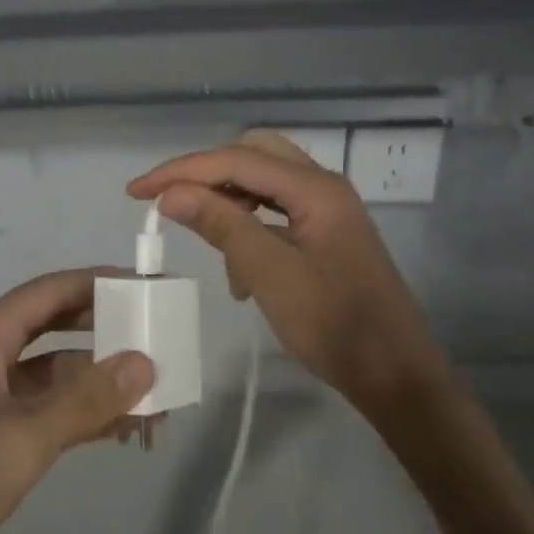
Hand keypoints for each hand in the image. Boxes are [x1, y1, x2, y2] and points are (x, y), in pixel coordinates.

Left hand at [0, 270, 153, 533]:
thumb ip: (85, 399)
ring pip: (53, 373)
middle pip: (55, 325)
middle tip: (159, 338)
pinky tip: (120, 430)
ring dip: (98, 381)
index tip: (150, 287)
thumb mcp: (21, 439)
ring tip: (155, 397)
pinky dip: (80, 414)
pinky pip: (45, 410)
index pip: (52, 290)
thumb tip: (145, 362)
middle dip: (105, 331)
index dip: (100, 282)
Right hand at [128, 131, 450, 411]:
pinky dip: (249, 225)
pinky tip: (239, 268)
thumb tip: (170, 193)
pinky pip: (276, 210)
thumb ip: (221, 225)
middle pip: (251, 156)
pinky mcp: (326, 232)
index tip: (137, 192)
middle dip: (206, 174)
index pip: (235, 160)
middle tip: (169, 201)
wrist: (397, 378)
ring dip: (228, 201)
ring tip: (206, 241)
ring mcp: (327, 209)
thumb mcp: (269, 274)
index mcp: (315, 188)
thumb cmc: (334, 326)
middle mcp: (322, 186)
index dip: (181, 171)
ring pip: (263, 182)